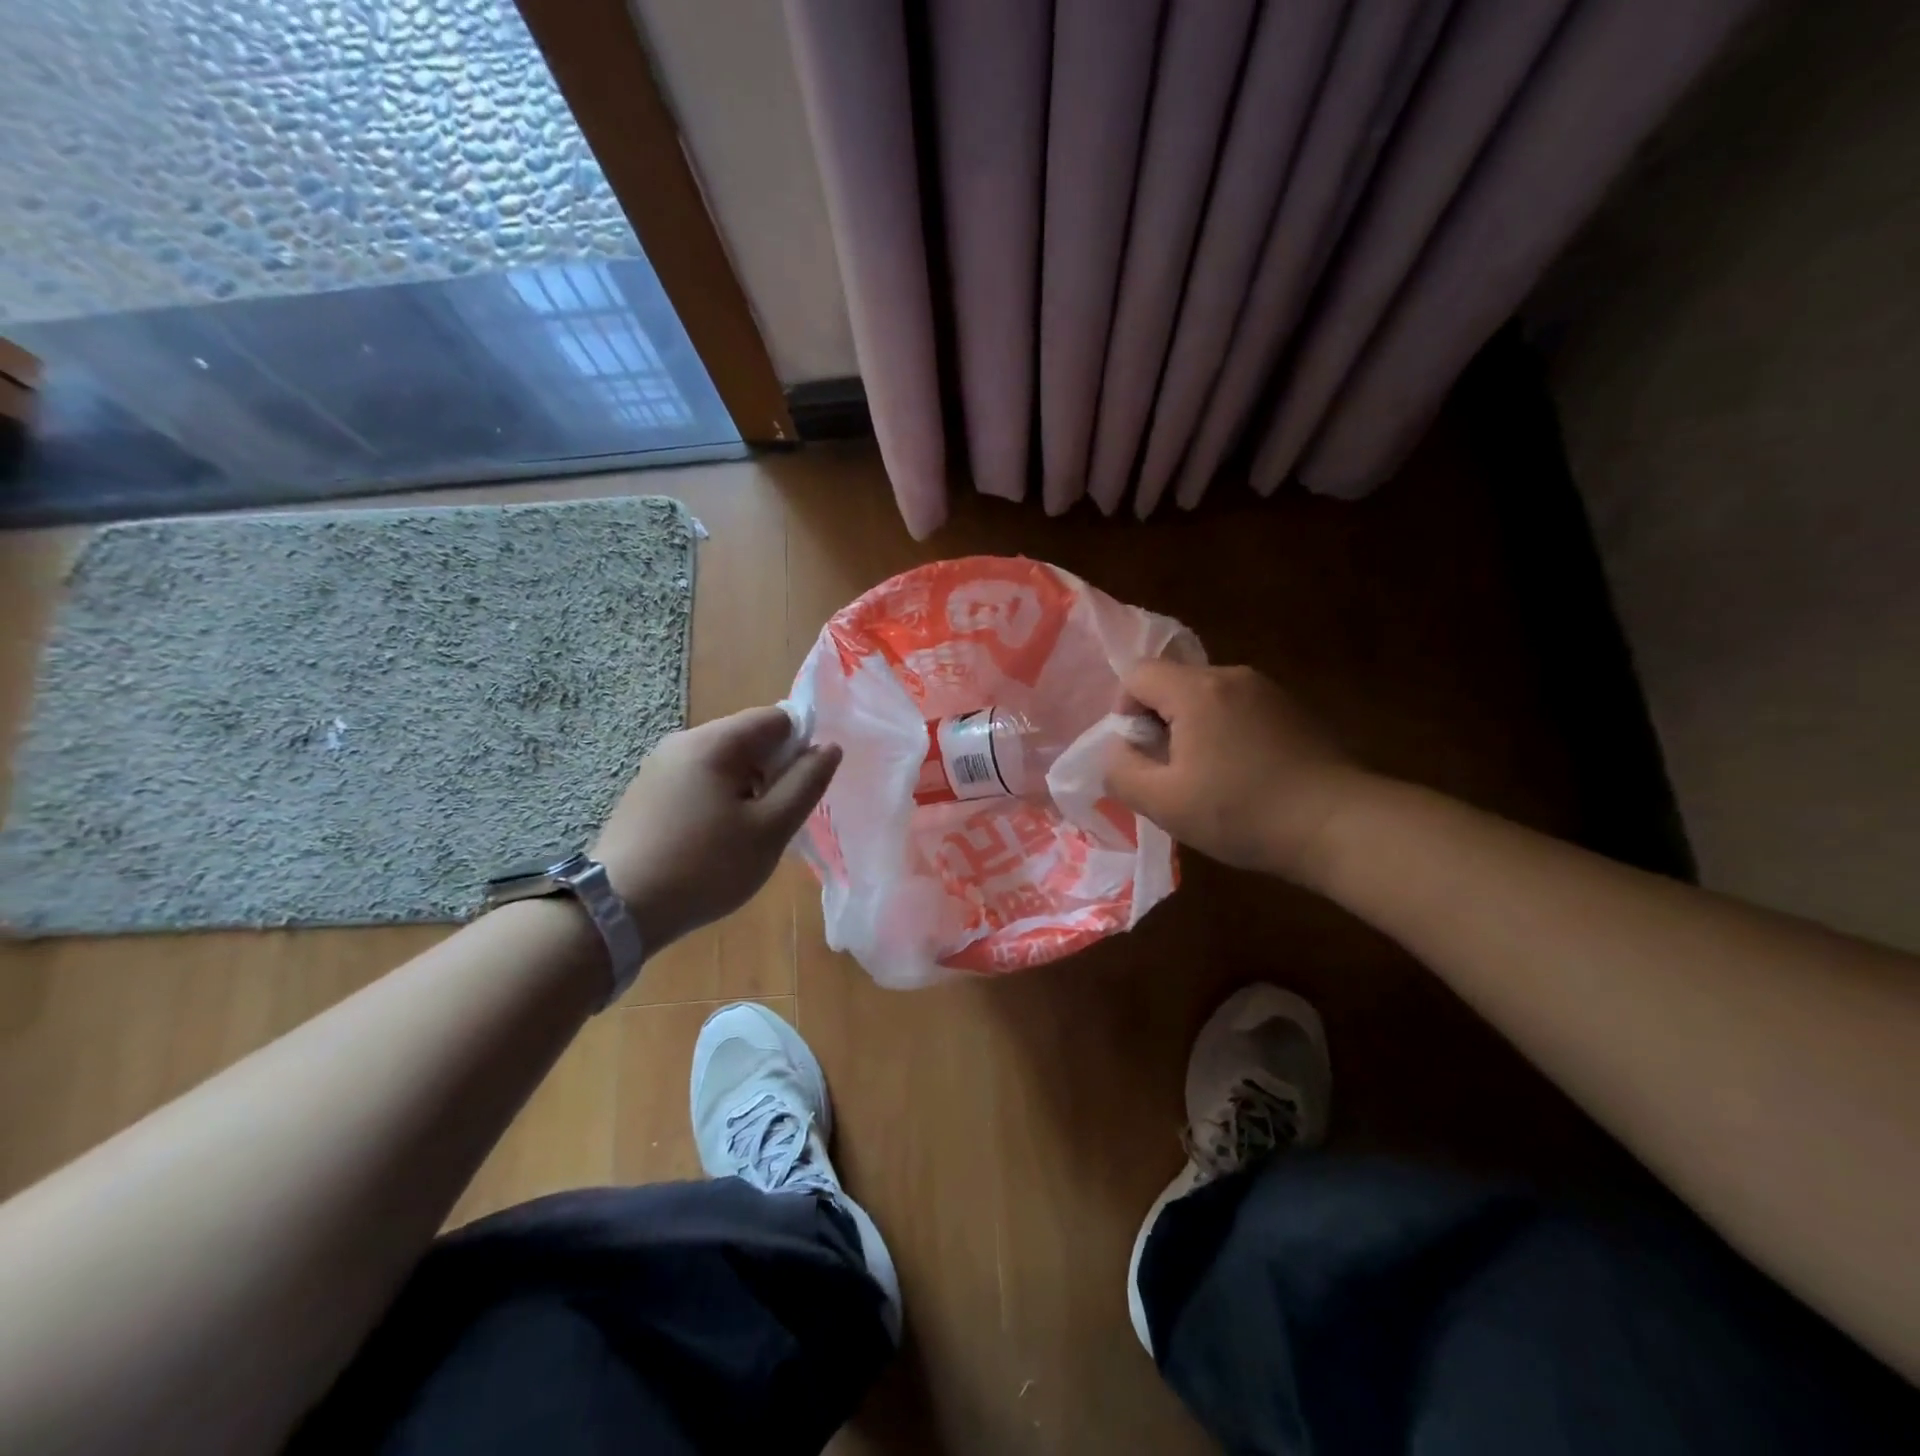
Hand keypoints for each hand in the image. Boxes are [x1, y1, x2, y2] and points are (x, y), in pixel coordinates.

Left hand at [592, 706, 839, 949]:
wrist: (616, 910)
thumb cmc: (705, 867)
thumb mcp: (769, 829)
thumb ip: (805, 784)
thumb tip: (829, 747)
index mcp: (714, 742)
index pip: (776, 718)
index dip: (800, 748)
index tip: (799, 791)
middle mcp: (682, 742)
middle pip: (748, 738)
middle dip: (773, 772)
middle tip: (775, 821)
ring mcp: (658, 767)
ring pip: (724, 763)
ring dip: (747, 789)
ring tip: (745, 836)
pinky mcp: (646, 793)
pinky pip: (699, 781)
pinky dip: (719, 800)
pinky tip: (713, 841)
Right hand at [1104, 661, 1368, 884]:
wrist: (1339, 825)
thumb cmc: (1242, 812)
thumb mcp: (1163, 803)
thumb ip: (1121, 771)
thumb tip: (1117, 750)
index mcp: (1198, 690)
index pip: (1137, 674)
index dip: (1124, 711)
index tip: (1141, 754)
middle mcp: (1232, 676)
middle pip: (1172, 683)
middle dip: (1159, 723)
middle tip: (1170, 772)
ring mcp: (1268, 690)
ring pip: (1206, 697)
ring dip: (1192, 730)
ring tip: (1207, 778)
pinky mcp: (1292, 709)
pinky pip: (1238, 709)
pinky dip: (1225, 733)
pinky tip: (1242, 775)